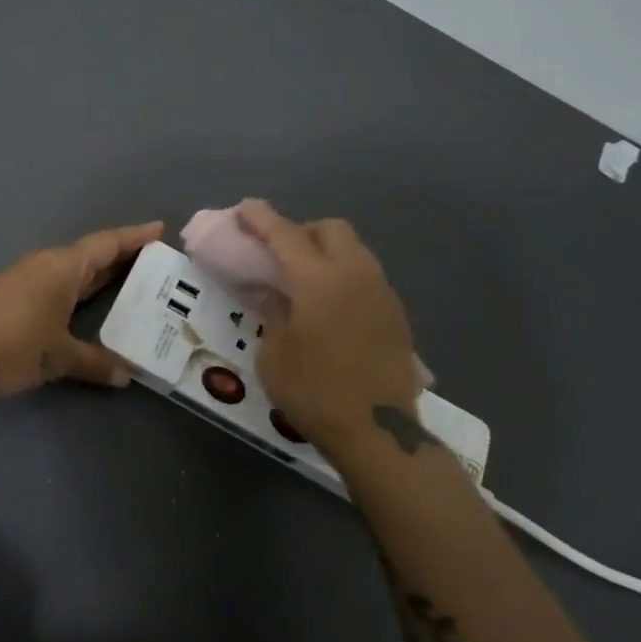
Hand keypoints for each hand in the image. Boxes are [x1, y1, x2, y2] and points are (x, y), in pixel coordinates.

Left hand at [0, 221, 164, 399]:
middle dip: (123, 256)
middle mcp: (48, 265)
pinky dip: (81, 290)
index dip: (135, 237)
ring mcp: (29, 279)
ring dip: (101, 274)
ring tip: (131, 284)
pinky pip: (60, 284)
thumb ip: (95, 363)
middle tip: (157, 263)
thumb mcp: (58, 356)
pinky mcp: (15, 296)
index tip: (160, 230)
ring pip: (75, 270)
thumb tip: (125, 376)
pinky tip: (89, 307)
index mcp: (63, 267)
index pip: (107, 244)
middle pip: (92, 254)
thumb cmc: (13, 344)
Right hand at [237, 200, 418, 457]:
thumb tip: (276, 292)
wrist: (379, 433)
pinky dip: (344, 275)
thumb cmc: (315, 393)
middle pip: (329, 228)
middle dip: (302, 231)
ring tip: (306, 280)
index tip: (245, 208)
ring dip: (326, 251)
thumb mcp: (274, 354)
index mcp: (318, 279)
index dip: (261, 218)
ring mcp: (380, 290)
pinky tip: (332, 305)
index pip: (284, 234)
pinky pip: (365, 274)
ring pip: (353, 248)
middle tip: (281, 254)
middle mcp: (354, 273)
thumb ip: (273, 311)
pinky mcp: (395, 312)